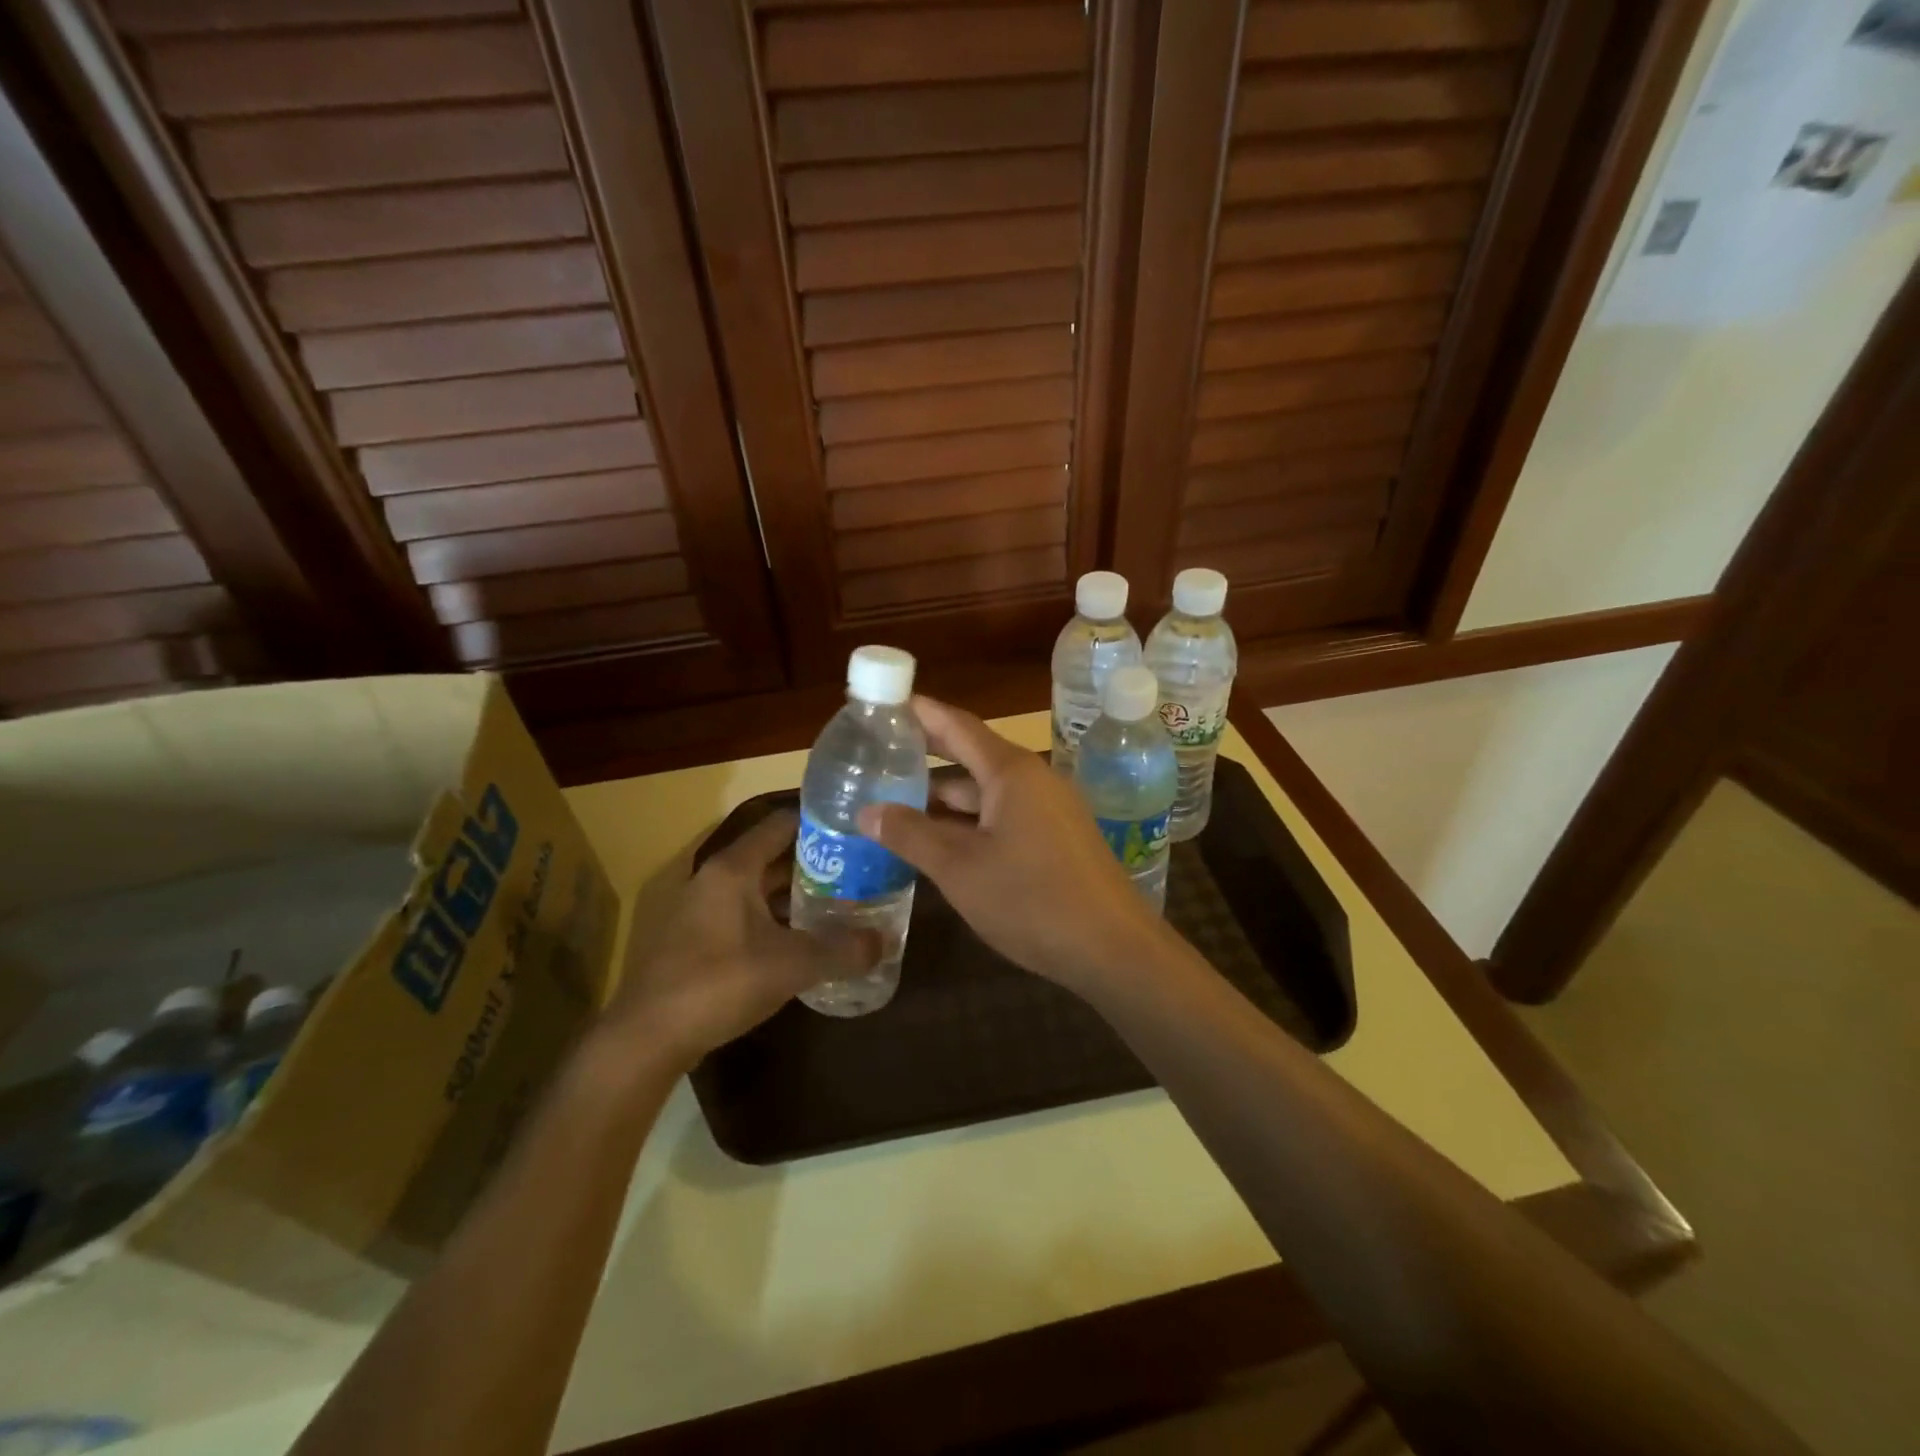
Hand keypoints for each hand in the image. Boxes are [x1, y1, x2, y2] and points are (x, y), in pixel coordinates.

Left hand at [605, 810, 877, 1069]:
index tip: (856, 832)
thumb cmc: (719, 983)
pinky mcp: (697, 941)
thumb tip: (885, 942)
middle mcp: (715, 879)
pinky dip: (776, 920)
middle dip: (816, 864)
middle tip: (859, 872)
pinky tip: (804, 941)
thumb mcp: (791, 965)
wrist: (646, 1038)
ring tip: (842, 904)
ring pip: (759, 890)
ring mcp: (702, 910)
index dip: (819, 824)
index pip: (782, 825)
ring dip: (796, 895)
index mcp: (733, 869)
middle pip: (773, 858)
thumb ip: (842, 950)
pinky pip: (747, 916)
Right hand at [858, 696, 1165, 994]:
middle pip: (971, 755)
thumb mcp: (960, 869)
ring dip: (944, 797)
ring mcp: (1048, 809)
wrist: (1112, 948)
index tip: (884, 703)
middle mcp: (1032, 780)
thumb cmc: (1031, 900)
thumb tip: (867, 811)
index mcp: (1011, 772)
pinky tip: (939, 839)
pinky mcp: (1055, 838)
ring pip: (985, 791)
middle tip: (878, 755)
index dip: (920, 712)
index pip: (957, 725)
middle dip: (926, 756)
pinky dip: (968, 820)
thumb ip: (911, 835)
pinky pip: (1002, 815)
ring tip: (895, 801)